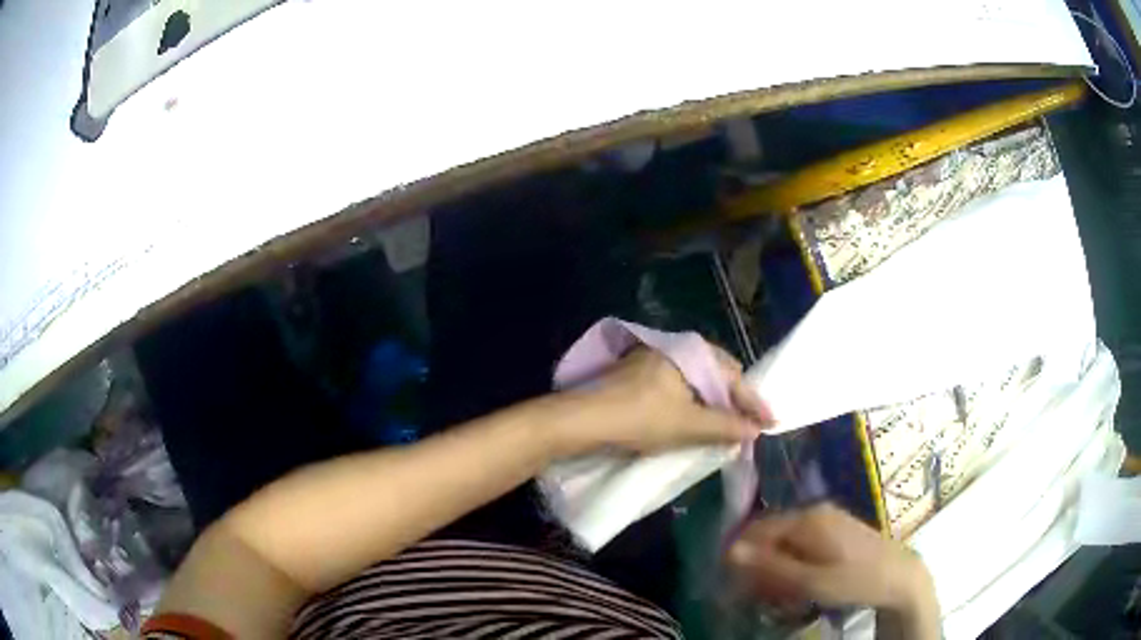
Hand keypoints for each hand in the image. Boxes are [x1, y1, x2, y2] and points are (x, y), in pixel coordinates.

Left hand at [571, 344, 771, 452]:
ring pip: (695, 381)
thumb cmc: (640, 418)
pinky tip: (694, 419)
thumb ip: (725, 426)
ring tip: (726, 425)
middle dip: (734, 401)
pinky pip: (677, 386)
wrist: (582, 419)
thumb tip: (755, 430)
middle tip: (749, 424)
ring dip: (713, 403)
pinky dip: (692, 403)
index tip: (771, 424)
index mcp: (690, 352)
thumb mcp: (688, 425)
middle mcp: (674, 348)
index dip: (753, 403)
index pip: (733, 376)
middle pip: (716, 374)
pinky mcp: (637, 374)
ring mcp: (653, 359)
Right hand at [728, 503, 938, 635]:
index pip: (756, 531)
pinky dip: (792, 560)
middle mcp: (814, 510)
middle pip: (770, 533)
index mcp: (806, 519)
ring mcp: (827, 517)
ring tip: (777, 591)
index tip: (736, 585)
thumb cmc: (855, 580)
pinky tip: (797, 580)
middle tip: (758, 592)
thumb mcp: (810, 581)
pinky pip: (801, 541)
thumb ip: (771, 567)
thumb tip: (729, 551)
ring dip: (775, 564)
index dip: (740, 557)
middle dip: (758, 563)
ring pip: (785, 538)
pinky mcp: (836, 527)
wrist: (900, 575)